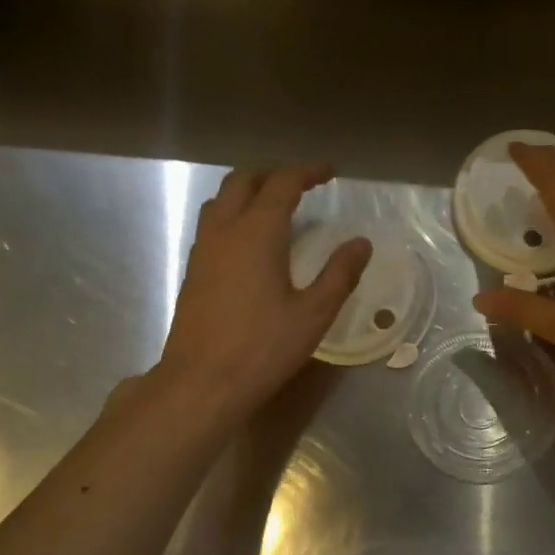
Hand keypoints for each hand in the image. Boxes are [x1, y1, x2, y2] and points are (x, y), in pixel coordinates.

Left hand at [155, 164, 370, 413]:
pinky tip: (250, 243)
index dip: (306, 171)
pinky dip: (233, 215)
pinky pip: (212, 224)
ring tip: (275, 207)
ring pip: (221, 199)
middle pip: (243, 181)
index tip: (329, 171)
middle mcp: (225, 230)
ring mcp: (203, 249)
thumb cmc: (263, 348)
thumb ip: (339, 274)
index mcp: (257, 232)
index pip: (282, 183)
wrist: (202, 382)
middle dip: (273, 175)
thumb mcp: (313, 314)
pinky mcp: (193, 270)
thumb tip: (361, 243)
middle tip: (302, 185)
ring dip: (248, 192)